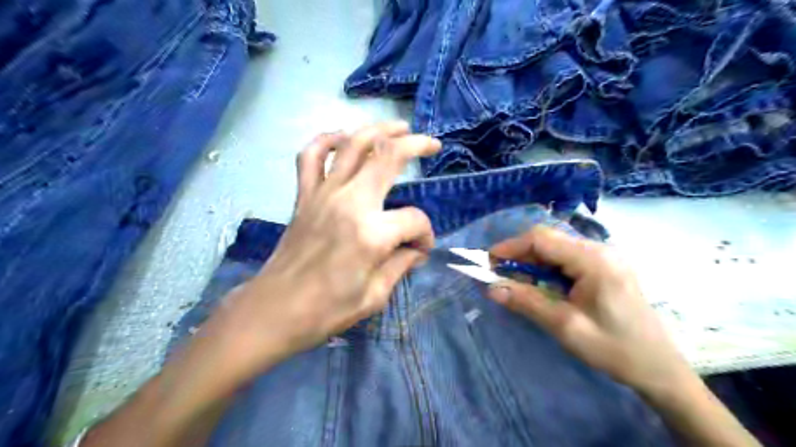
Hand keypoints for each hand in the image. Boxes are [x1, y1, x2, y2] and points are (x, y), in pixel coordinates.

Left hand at [211, 123, 441, 379]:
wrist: (274, 310)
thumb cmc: (326, 310)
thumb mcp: (375, 296)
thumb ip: (401, 265)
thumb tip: (417, 249)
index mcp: (372, 234)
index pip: (415, 221)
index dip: (426, 235)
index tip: (422, 250)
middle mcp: (350, 202)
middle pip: (388, 156)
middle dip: (416, 145)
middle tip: (432, 145)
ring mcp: (323, 194)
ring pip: (353, 144)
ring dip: (379, 129)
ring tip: (398, 127)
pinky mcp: (303, 195)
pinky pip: (310, 155)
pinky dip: (326, 140)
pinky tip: (342, 137)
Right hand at [482, 226, 694, 398]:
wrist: (659, 368)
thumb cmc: (614, 349)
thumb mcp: (565, 327)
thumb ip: (527, 303)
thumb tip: (492, 288)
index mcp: (594, 260)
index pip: (542, 239)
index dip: (511, 246)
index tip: (488, 262)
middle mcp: (600, 250)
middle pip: (549, 240)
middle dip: (519, 254)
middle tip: (498, 274)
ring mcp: (605, 257)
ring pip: (556, 248)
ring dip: (532, 262)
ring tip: (515, 281)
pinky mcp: (605, 266)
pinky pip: (567, 258)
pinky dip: (547, 268)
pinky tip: (540, 284)